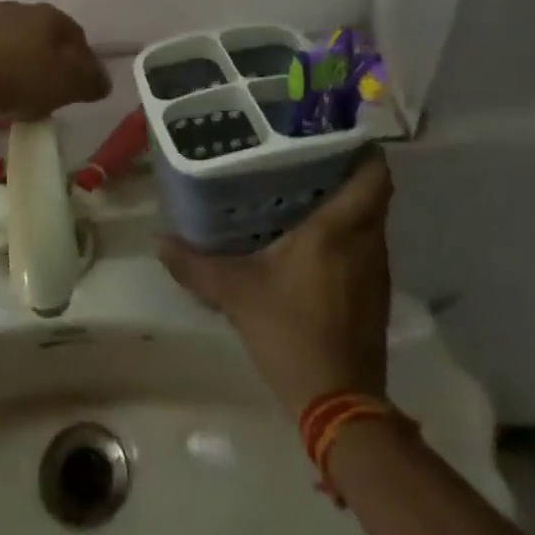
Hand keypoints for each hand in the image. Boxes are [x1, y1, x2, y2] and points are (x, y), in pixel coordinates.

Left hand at [0, 2, 110, 120]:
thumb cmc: (23, 77)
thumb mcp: (69, 84)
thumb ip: (92, 82)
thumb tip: (102, 82)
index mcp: (49, 14)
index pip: (77, 35)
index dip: (85, 61)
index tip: (84, 85)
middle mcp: (19, 10)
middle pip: (46, 37)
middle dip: (54, 62)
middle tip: (57, 91)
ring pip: (19, 45)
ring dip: (26, 66)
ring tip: (27, 96)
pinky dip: (2, 72)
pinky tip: (1, 94)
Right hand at [160, 152, 392, 417]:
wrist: (338, 404)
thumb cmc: (290, 331)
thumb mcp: (235, 293)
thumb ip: (196, 264)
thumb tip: (159, 240)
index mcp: (339, 229)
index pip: (374, 173)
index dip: (362, 147)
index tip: (332, 131)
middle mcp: (366, 242)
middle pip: (373, 191)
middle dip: (346, 168)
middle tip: (303, 153)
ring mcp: (375, 270)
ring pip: (370, 219)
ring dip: (346, 201)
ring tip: (303, 187)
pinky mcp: (374, 294)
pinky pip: (365, 245)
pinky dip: (346, 232)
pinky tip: (310, 237)